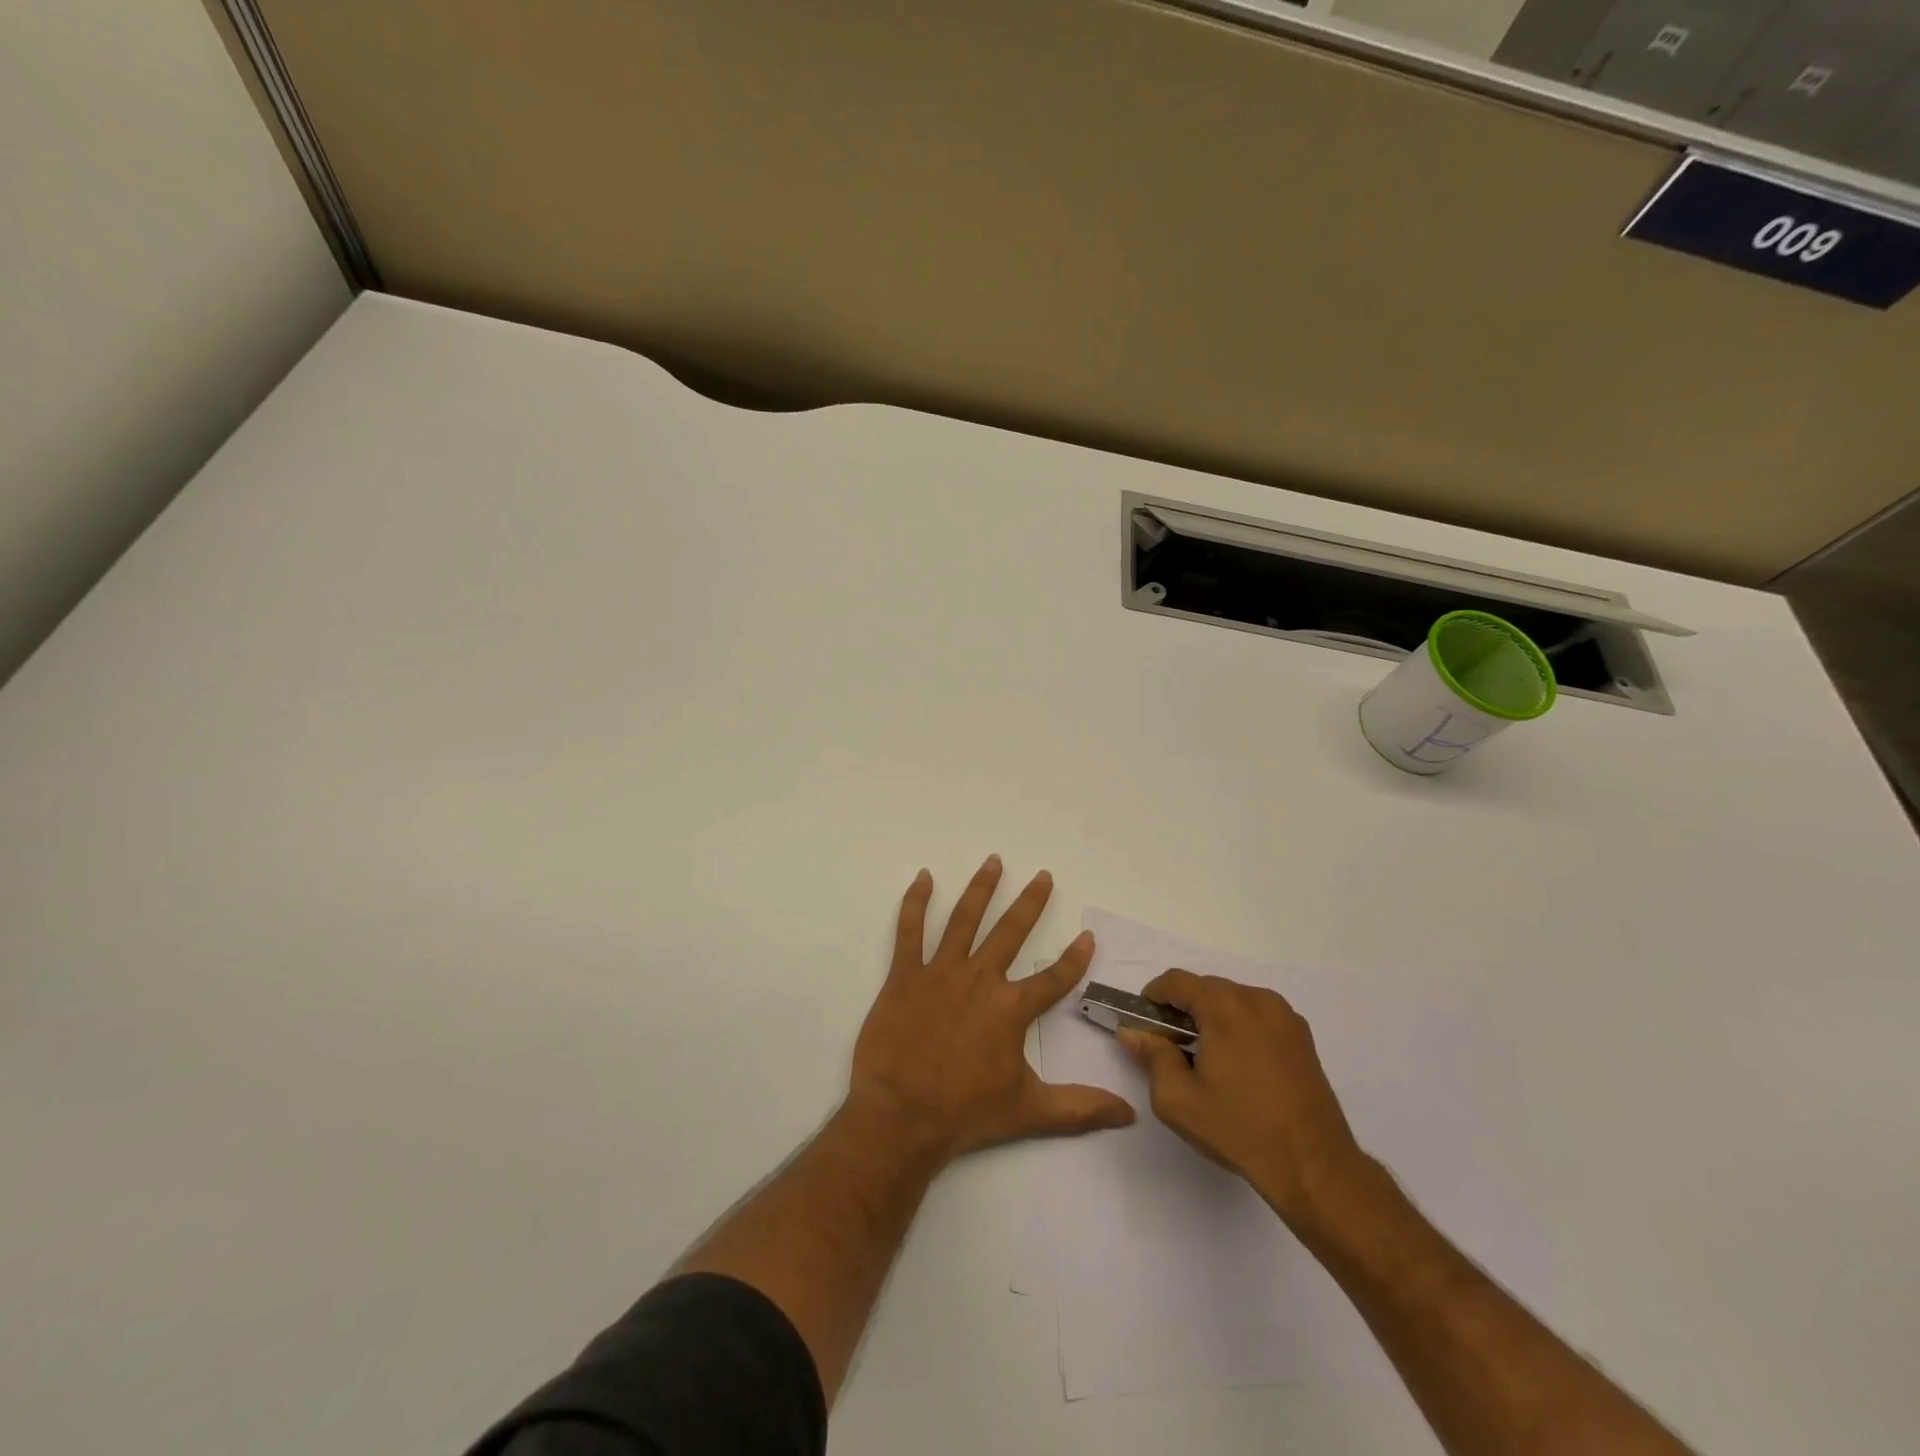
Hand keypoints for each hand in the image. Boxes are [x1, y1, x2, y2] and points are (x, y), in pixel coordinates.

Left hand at [849, 857, 1135, 1162]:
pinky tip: (924, 877)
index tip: (1087, 936)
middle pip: (1011, 931)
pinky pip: (910, 930)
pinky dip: (916, 902)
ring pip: (965, 919)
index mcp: (1011, 1008)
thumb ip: (1081, 1108)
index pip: (1053, 978)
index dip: (1074, 958)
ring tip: (994, 861)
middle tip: (1043, 875)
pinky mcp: (904, 975)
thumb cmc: (966, 1113)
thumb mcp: (1030, 1112)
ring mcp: (940, 973)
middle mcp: (980, 979)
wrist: (901, 1116)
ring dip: (981, 888)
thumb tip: (1130, 1114)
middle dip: (1030, 902)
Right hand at [1119, 969, 1364, 1225]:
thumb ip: (1151, 1057)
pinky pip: (1257, 1016)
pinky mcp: (1302, 1036)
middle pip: (1206, 988)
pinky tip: (1238, 1066)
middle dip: (1183, 1010)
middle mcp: (1256, 999)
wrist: (1314, 1165)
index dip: (1153, 996)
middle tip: (1172, 1047)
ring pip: (1233, 1000)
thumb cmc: (1239, 1129)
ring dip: (1212, 1018)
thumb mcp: (1178, 1099)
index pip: (1176, 980)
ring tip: (1207, 1059)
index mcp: (1224, 1007)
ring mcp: (1284, 1016)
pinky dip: (1239, 1027)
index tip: (1145, 1024)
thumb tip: (1133, 1033)